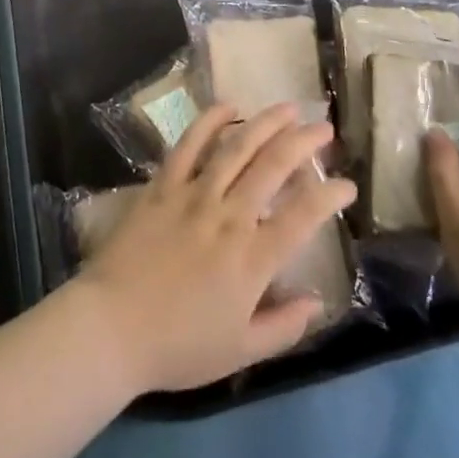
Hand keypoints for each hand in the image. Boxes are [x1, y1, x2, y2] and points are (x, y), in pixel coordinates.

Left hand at [76, 101, 356, 393]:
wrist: (111, 327)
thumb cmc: (178, 346)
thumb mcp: (240, 352)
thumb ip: (284, 327)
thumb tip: (318, 302)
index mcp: (252, 259)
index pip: (303, 216)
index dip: (330, 195)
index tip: (347, 184)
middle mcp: (228, 216)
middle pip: (273, 166)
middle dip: (304, 142)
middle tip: (323, 127)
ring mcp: (193, 195)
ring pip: (236, 147)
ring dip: (266, 122)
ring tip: (288, 107)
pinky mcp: (163, 185)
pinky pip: (189, 144)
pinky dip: (210, 121)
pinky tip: (229, 105)